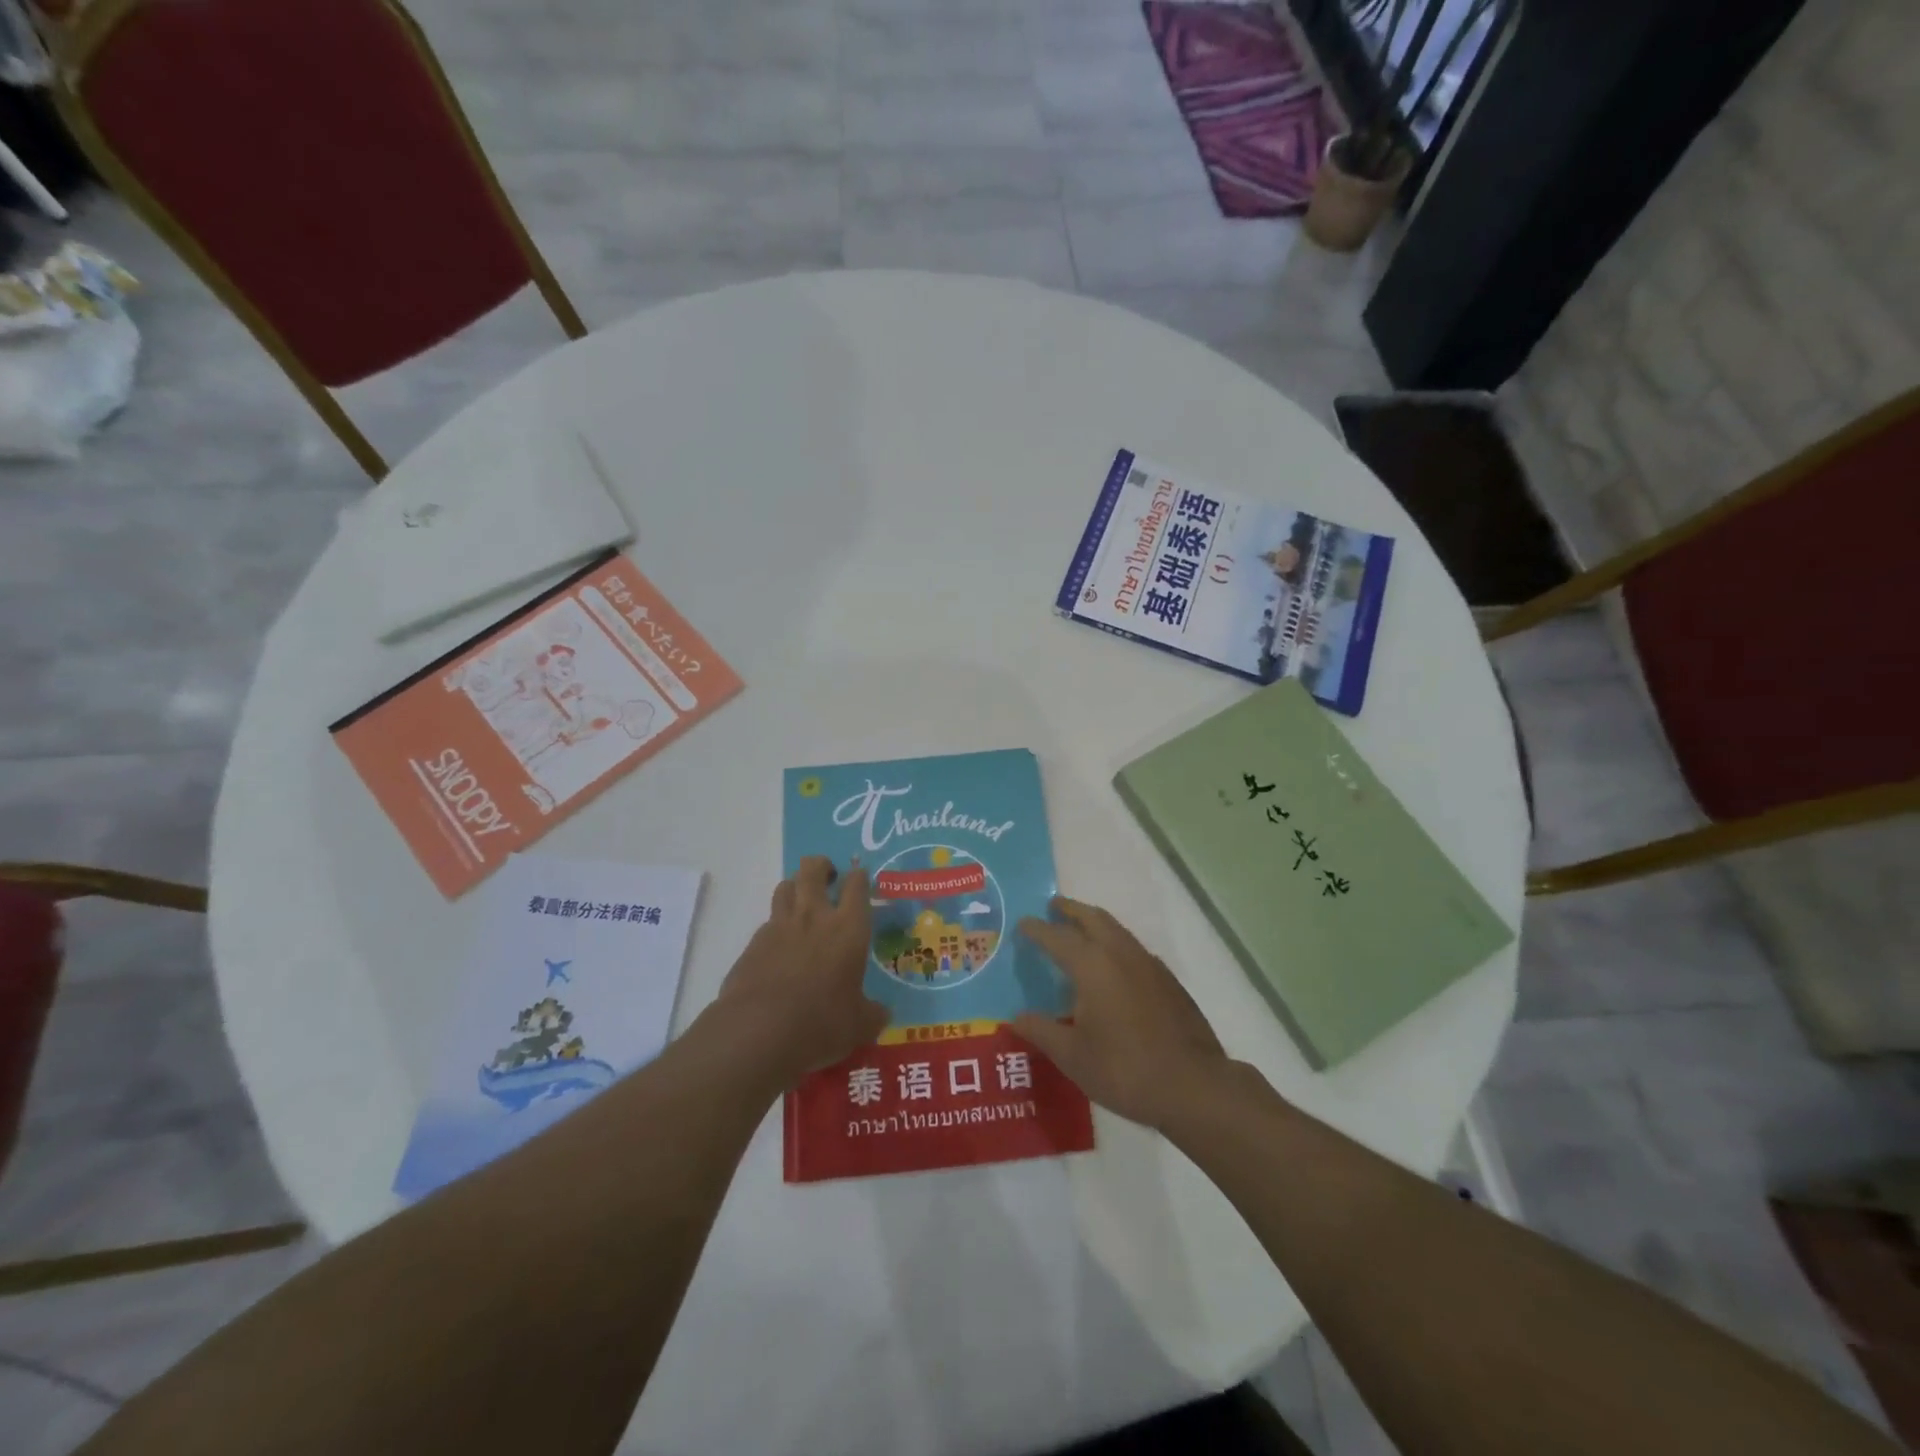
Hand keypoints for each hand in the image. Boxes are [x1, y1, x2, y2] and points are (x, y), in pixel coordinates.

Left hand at [712, 857, 887, 1089]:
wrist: (758, 1032)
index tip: (860, 878)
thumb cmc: (821, 1023)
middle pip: (813, 870)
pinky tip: (780, 947)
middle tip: (829, 878)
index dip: (859, 877)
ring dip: (795, 887)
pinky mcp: (753, 944)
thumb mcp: (859, 1026)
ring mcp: (779, 927)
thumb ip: (872, 1014)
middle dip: (822, 866)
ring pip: (785, 887)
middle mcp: (814, 917)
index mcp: (848, 928)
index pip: (857, 885)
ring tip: (802, 903)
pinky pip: (767, 922)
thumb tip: (881, 1014)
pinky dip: (776, 926)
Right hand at [1015, 898, 1227, 1130]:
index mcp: (1092, 966)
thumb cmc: (1124, 1069)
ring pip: (1116, 929)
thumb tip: (1016, 1017)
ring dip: (1094, 922)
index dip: (1037, 929)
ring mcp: (1148, 964)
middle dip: (1070, 910)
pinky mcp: (1168, 980)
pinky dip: (1115, 943)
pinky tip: (1113, 965)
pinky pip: (1133, 948)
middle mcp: (1120, 953)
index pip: (1057, 937)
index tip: (1023, 923)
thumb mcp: (1072, 1056)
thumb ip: (1041, 1031)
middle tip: (1053, 907)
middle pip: (1092, 918)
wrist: (1192, 1085)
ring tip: (1080, 929)